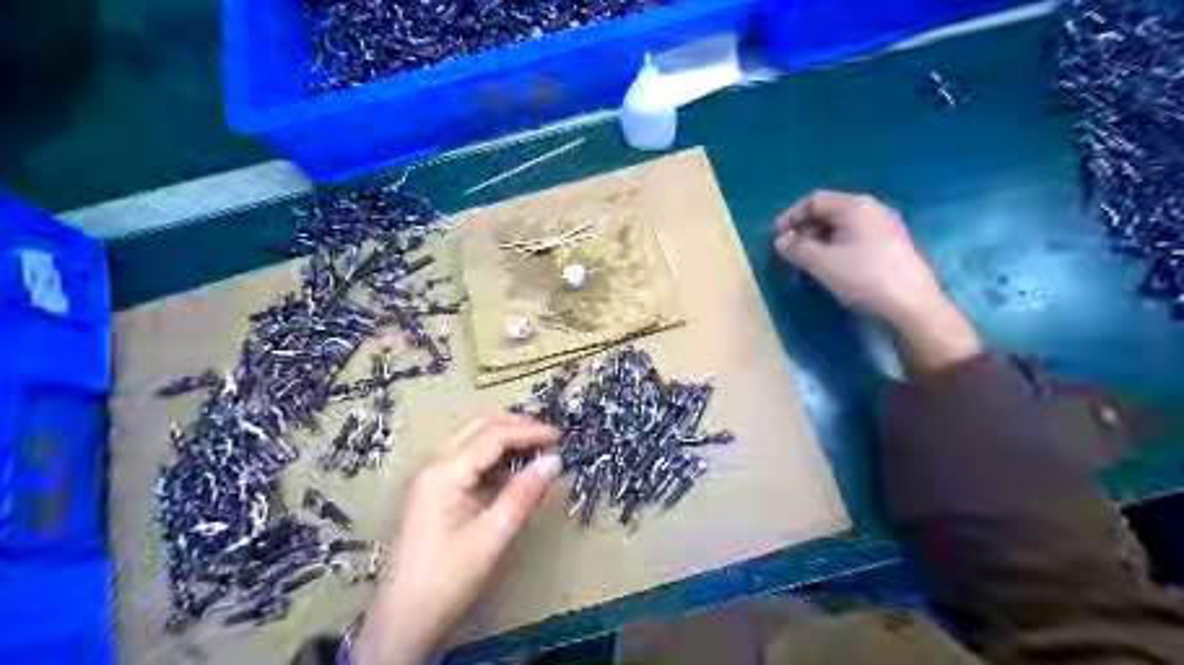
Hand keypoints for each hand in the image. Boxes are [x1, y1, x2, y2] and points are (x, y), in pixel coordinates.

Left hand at [354, 412, 559, 661]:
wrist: (402, 623)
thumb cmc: (446, 581)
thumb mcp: (492, 536)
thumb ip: (524, 494)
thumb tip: (553, 461)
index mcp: (444, 473)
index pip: (493, 436)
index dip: (530, 432)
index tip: (560, 438)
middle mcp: (433, 467)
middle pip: (478, 427)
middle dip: (515, 427)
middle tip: (548, 439)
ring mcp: (430, 479)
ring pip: (471, 440)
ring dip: (504, 440)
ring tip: (536, 454)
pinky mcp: (432, 494)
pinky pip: (466, 460)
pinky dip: (492, 459)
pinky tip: (512, 475)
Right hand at [779, 189, 982, 370]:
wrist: (911, 304)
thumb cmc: (863, 277)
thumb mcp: (821, 263)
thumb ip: (796, 248)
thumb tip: (781, 241)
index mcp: (855, 206)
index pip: (814, 200)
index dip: (791, 216)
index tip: (776, 237)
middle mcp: (871, 209)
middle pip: (828, 211)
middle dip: (804, 229)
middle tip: (789, 252)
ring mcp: (884, 226)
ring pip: (841, 226)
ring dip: (818, 240)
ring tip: (806, 262)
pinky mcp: (890, 244)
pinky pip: (854, 237)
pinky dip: (835, 247)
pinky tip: (831, 267)